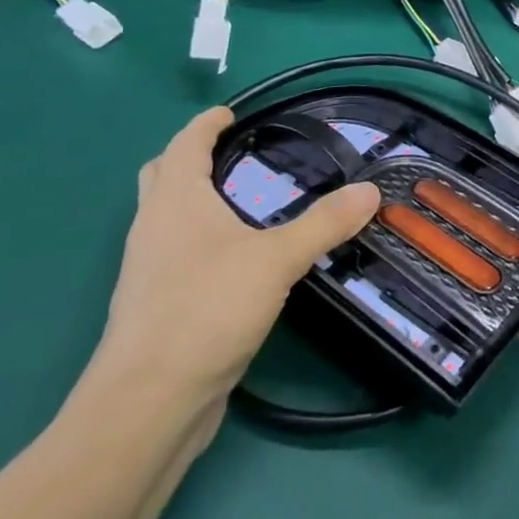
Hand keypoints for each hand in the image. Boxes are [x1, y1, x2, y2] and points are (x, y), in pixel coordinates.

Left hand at [92, 108, 379, 407]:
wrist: (147, 405)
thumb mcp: (277, 259)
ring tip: (247, 201)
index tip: (230, 113)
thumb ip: (325, 223)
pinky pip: (179, 256)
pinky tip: (240, 258)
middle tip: (235, 153)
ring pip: (169, 220)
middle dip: (191, 159)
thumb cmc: (205, 310)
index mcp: (174, 203)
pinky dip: (203, 240)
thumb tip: (371, 190)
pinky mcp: (158, 308)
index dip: (205, 125)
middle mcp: (153, 230)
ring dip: (197, 201)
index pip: (184, 145)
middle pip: (162, 178)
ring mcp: (150, 272)